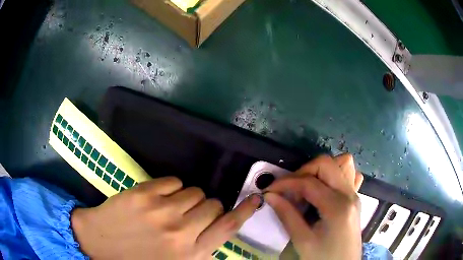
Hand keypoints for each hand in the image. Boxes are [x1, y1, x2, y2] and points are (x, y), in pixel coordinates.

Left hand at [71, 177, 260, 259]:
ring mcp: (162, 212)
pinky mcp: (144, 194)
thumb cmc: (139, 259)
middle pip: (213, 204)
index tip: (256, 198)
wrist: (99, 244)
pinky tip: (157, 199)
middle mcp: (182, 233)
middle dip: (206, 207)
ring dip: (187, 199)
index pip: (229, 227)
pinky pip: (173, 182)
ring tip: (169, 209)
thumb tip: (218, 228)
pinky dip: (170, 188)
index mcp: (192, 255)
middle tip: (190, 216)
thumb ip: (201, 249)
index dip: (245, 211)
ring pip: (194, 191)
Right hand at [265, 154, 363, 259]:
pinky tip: (324, 189)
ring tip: (305, 187)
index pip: (309, 182)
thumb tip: (270, 196)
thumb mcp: (303, 241)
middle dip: (302, 171)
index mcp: (337, 207)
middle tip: (287, 188)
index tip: (269, 190)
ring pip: (340, 164)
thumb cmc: (324, 257)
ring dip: (319, 171)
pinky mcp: (355, 198)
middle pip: (326, 164)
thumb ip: (287, 216)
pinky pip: (348, 175)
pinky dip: (334, 175)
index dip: (285, 183)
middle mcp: (349, 194)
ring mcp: (355, 194)